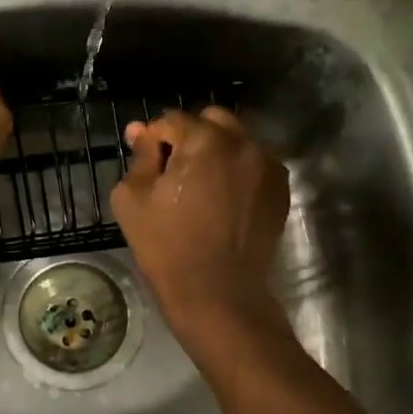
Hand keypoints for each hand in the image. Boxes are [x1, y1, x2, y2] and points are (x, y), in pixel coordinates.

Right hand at [109, 107, 289, 348]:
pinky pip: (255, 164)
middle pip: (211, 120)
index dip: (153, 137)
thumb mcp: (132, 198)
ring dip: (216, 151)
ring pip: (237, 140)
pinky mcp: (280, 189)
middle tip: (173, 169)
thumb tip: (141, 132)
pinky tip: (223, 197)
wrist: (218, 293)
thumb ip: (139, 156)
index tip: (145, 161)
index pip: (172, 120)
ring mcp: (267, 165)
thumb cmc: (167, 246)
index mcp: (204, 140)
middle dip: (189, 135)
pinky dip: (238, 170)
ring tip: (200, 184)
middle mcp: (243, 143)